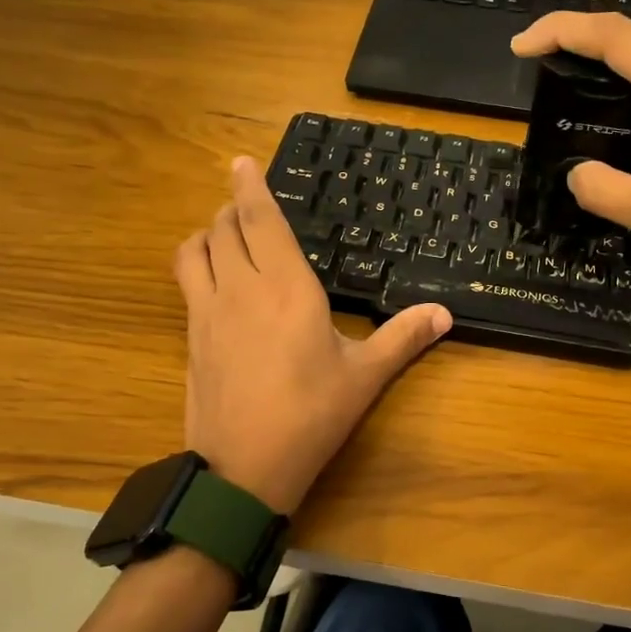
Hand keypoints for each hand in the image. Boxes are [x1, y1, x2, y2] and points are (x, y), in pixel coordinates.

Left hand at [174, 157, 452, 516]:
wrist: (243, 470)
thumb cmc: (311, 416)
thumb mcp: (365, 377)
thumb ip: (403, 338)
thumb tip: (444, 314)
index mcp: (287, 289)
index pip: (259, 221)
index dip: (249, 187)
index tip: (241, 161)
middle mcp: (241, 289)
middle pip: (223, 228)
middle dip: (232, 208)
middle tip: (248, 205)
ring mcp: (207, 313)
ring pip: (195, 250)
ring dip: (207, 232)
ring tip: (226, 235)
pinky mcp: (191, 337)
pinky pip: (186, 282)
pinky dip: (197, 264)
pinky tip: (216, 282)